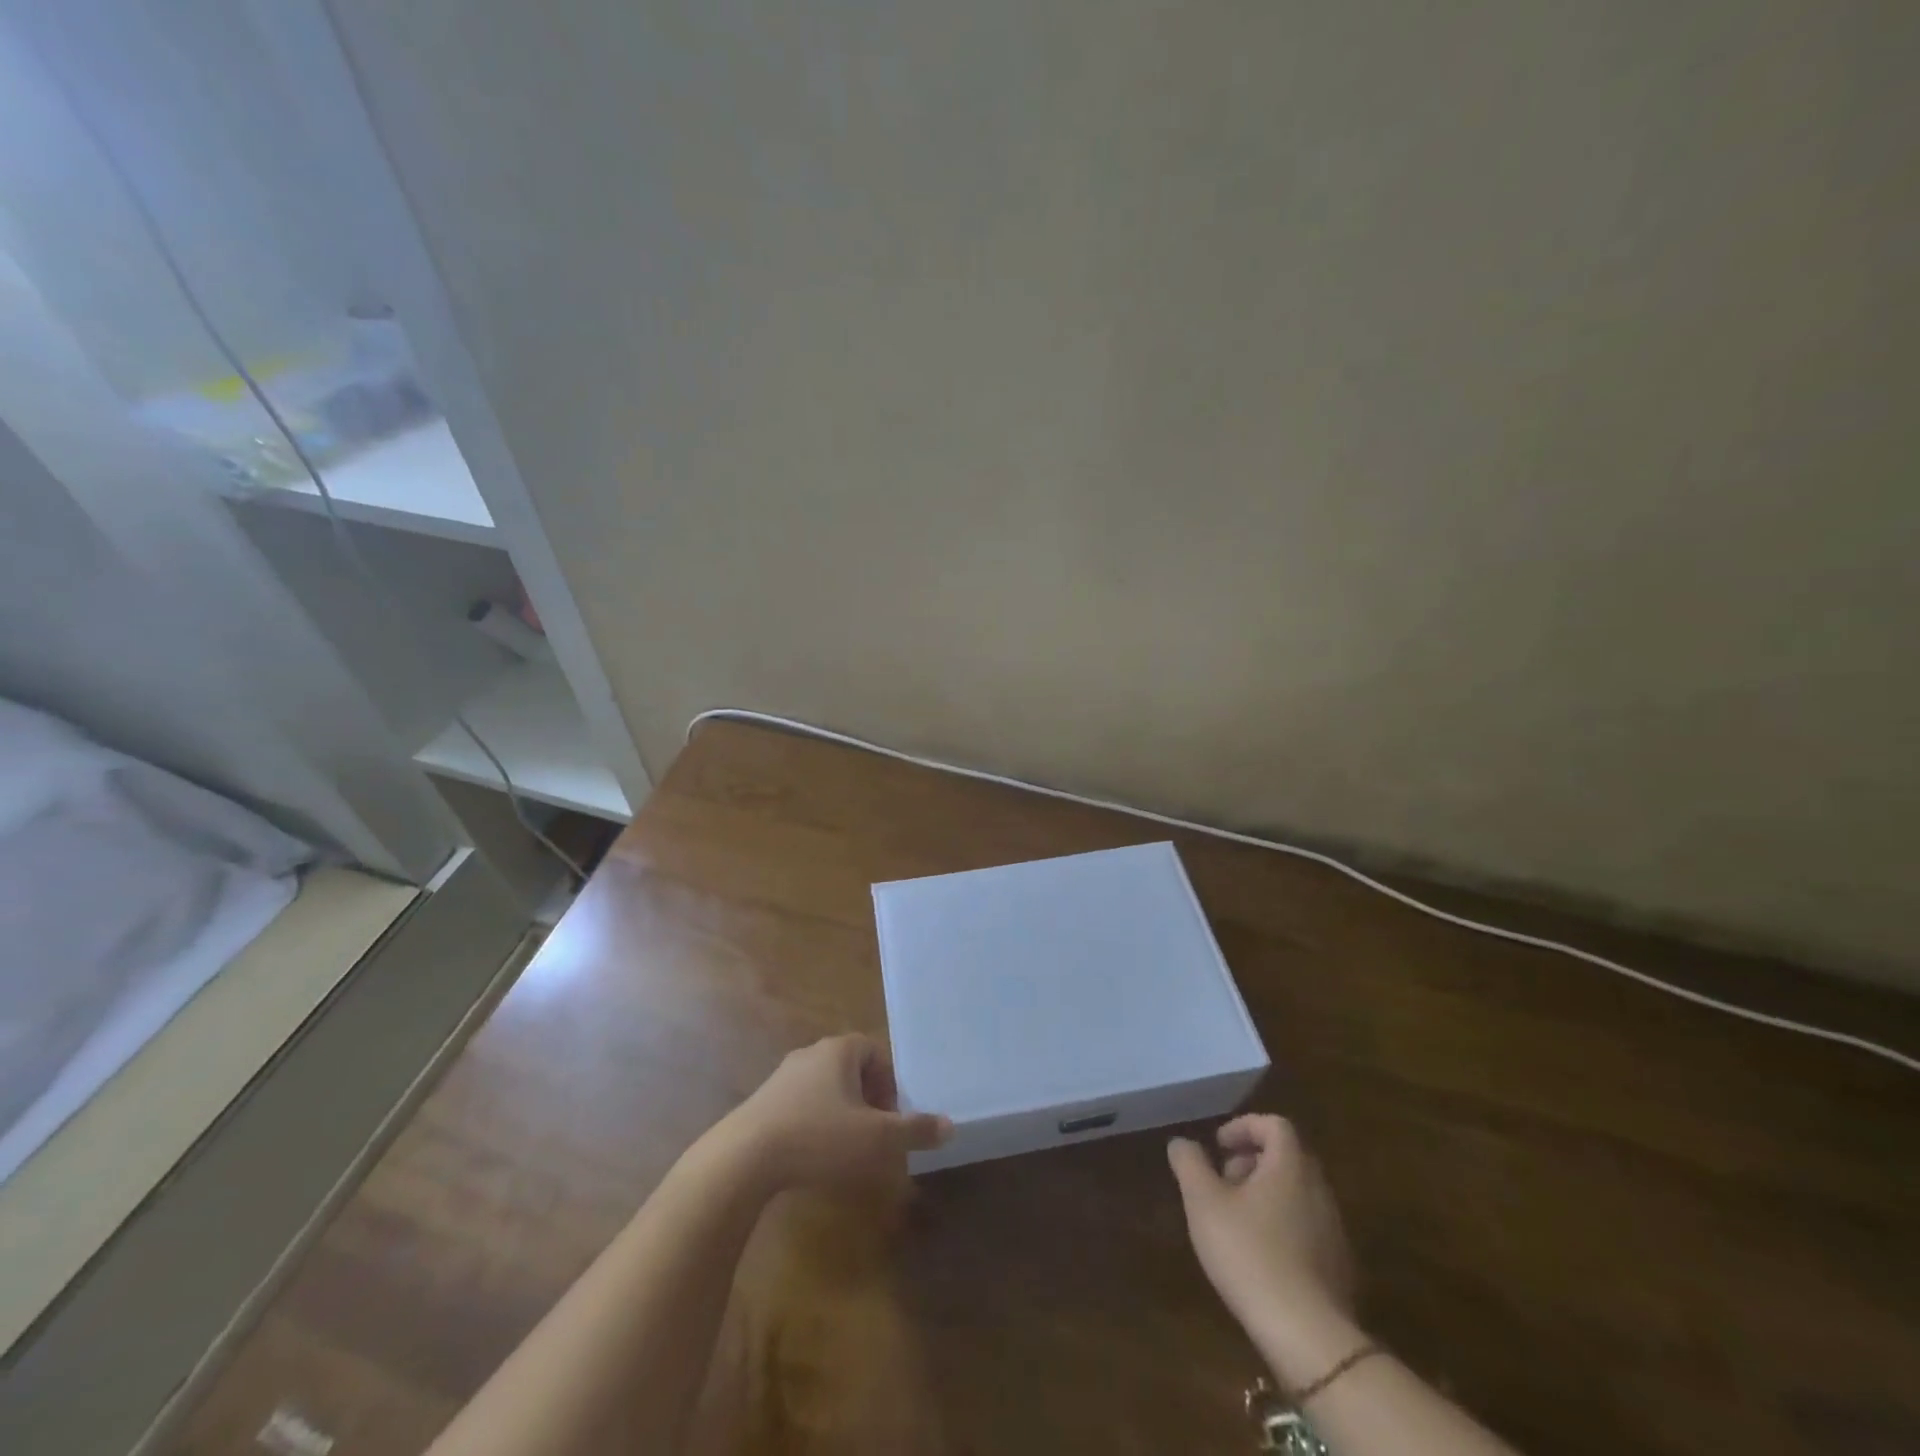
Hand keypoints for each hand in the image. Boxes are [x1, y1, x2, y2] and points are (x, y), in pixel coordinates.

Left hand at [723, 1034, 951, 1191]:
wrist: (743, 1158)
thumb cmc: (819, 1137)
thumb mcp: (877, 1138)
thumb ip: (914, 1130)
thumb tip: (950, 1125)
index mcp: (839, 1050)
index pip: (875, 1051)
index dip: (890, 1082)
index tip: (893, 1116)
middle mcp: (810, 1054)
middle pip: (850, 1070)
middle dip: (868, 1100)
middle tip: (876, 1135)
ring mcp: (781, 1078)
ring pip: (824, 1090)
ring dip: (841, 1115)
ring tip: (847, 1151)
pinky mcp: (761, 1104)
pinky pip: (800, 1108)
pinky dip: (814, 1127)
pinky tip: (814, 1159)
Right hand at [1167, 1115, 1353, 1339]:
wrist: (1308, 1335)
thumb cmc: (1249, 1253)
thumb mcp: (1203, 1202)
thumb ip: (1190, 1164)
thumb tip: (1181, 1142)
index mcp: (1290, 1166)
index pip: (1274, 1125)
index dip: (1244, 1127)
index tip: (1219, 1146)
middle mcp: (1319, 1189)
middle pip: (1287, 1157)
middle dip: (1252, 1160)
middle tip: (1223, 1181)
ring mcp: (1334, 1229)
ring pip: (1297, 1193)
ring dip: (1266, 1193)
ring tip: (1235, 1220)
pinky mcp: (1339, 1266)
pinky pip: (1307, 1226)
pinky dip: (1282, 1224)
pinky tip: (1259, 1255)